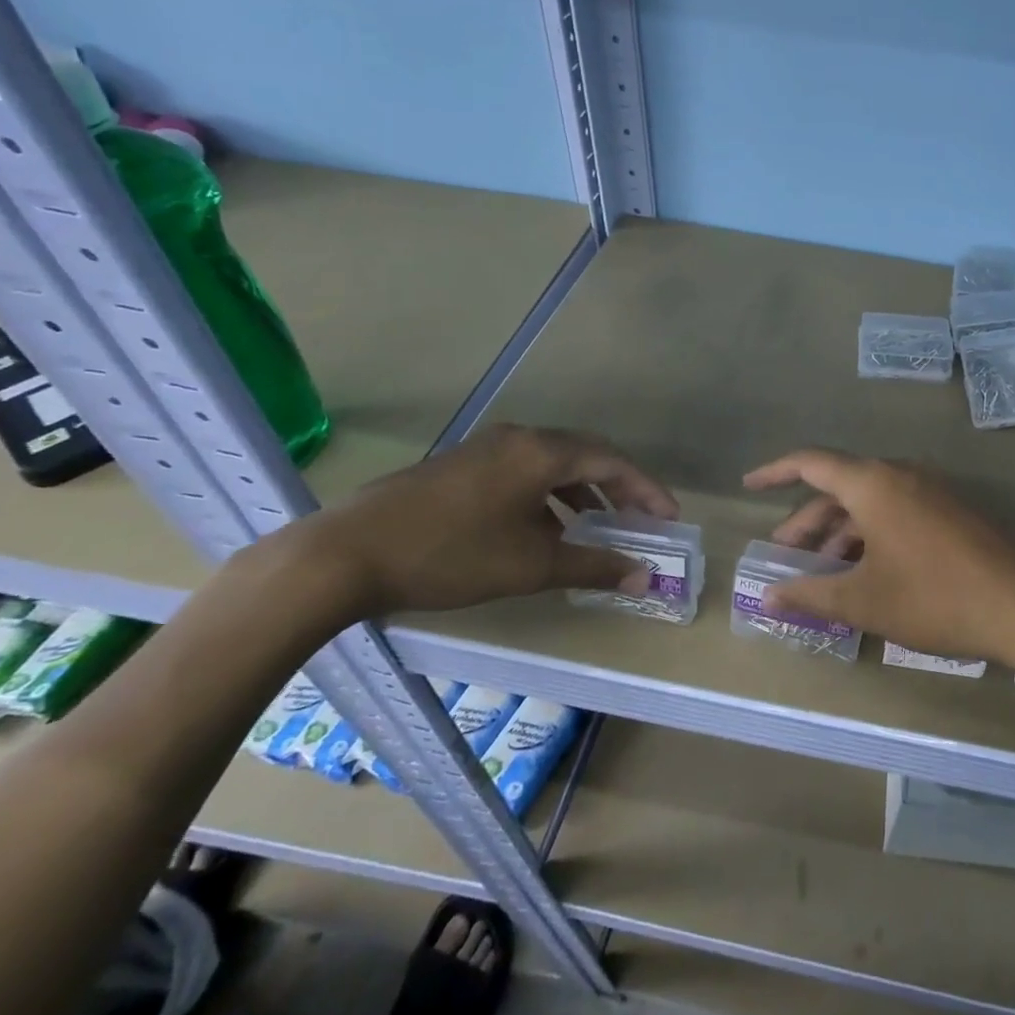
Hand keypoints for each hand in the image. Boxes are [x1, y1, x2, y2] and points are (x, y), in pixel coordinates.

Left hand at [267, 424, 678, 619]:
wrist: (344, 555)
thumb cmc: (451, 555)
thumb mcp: (531, 565)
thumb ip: (593, 565)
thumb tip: (644, 576)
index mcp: (542, 452)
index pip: (613, 462)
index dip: (647, 490)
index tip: (670, 518)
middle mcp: (519, 438)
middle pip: (586, 455)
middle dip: (619, 487)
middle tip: (641, 518)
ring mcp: (486, 448)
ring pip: (552, 463)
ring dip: (582, 491)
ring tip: (597, 525)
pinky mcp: (460, 465)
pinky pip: (524, 471)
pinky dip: (548, 495)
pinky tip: (543, 528)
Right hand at [743, 448, 1014, 671]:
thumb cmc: (935, 597)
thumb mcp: (865, 600)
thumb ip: (811, 594)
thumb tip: (768, 597)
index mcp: (873, 482)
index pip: (811, 463)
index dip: (775, 472)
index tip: (749, 484)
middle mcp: (900, 473)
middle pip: (840, 487)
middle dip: (807, 521)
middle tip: (784, 558)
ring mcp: (931, 489)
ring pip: (870, 502)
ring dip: (841, 533)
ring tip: (824, 575)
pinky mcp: (952, 509)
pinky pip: (897, 511)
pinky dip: (872, 534)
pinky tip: (868, 572)